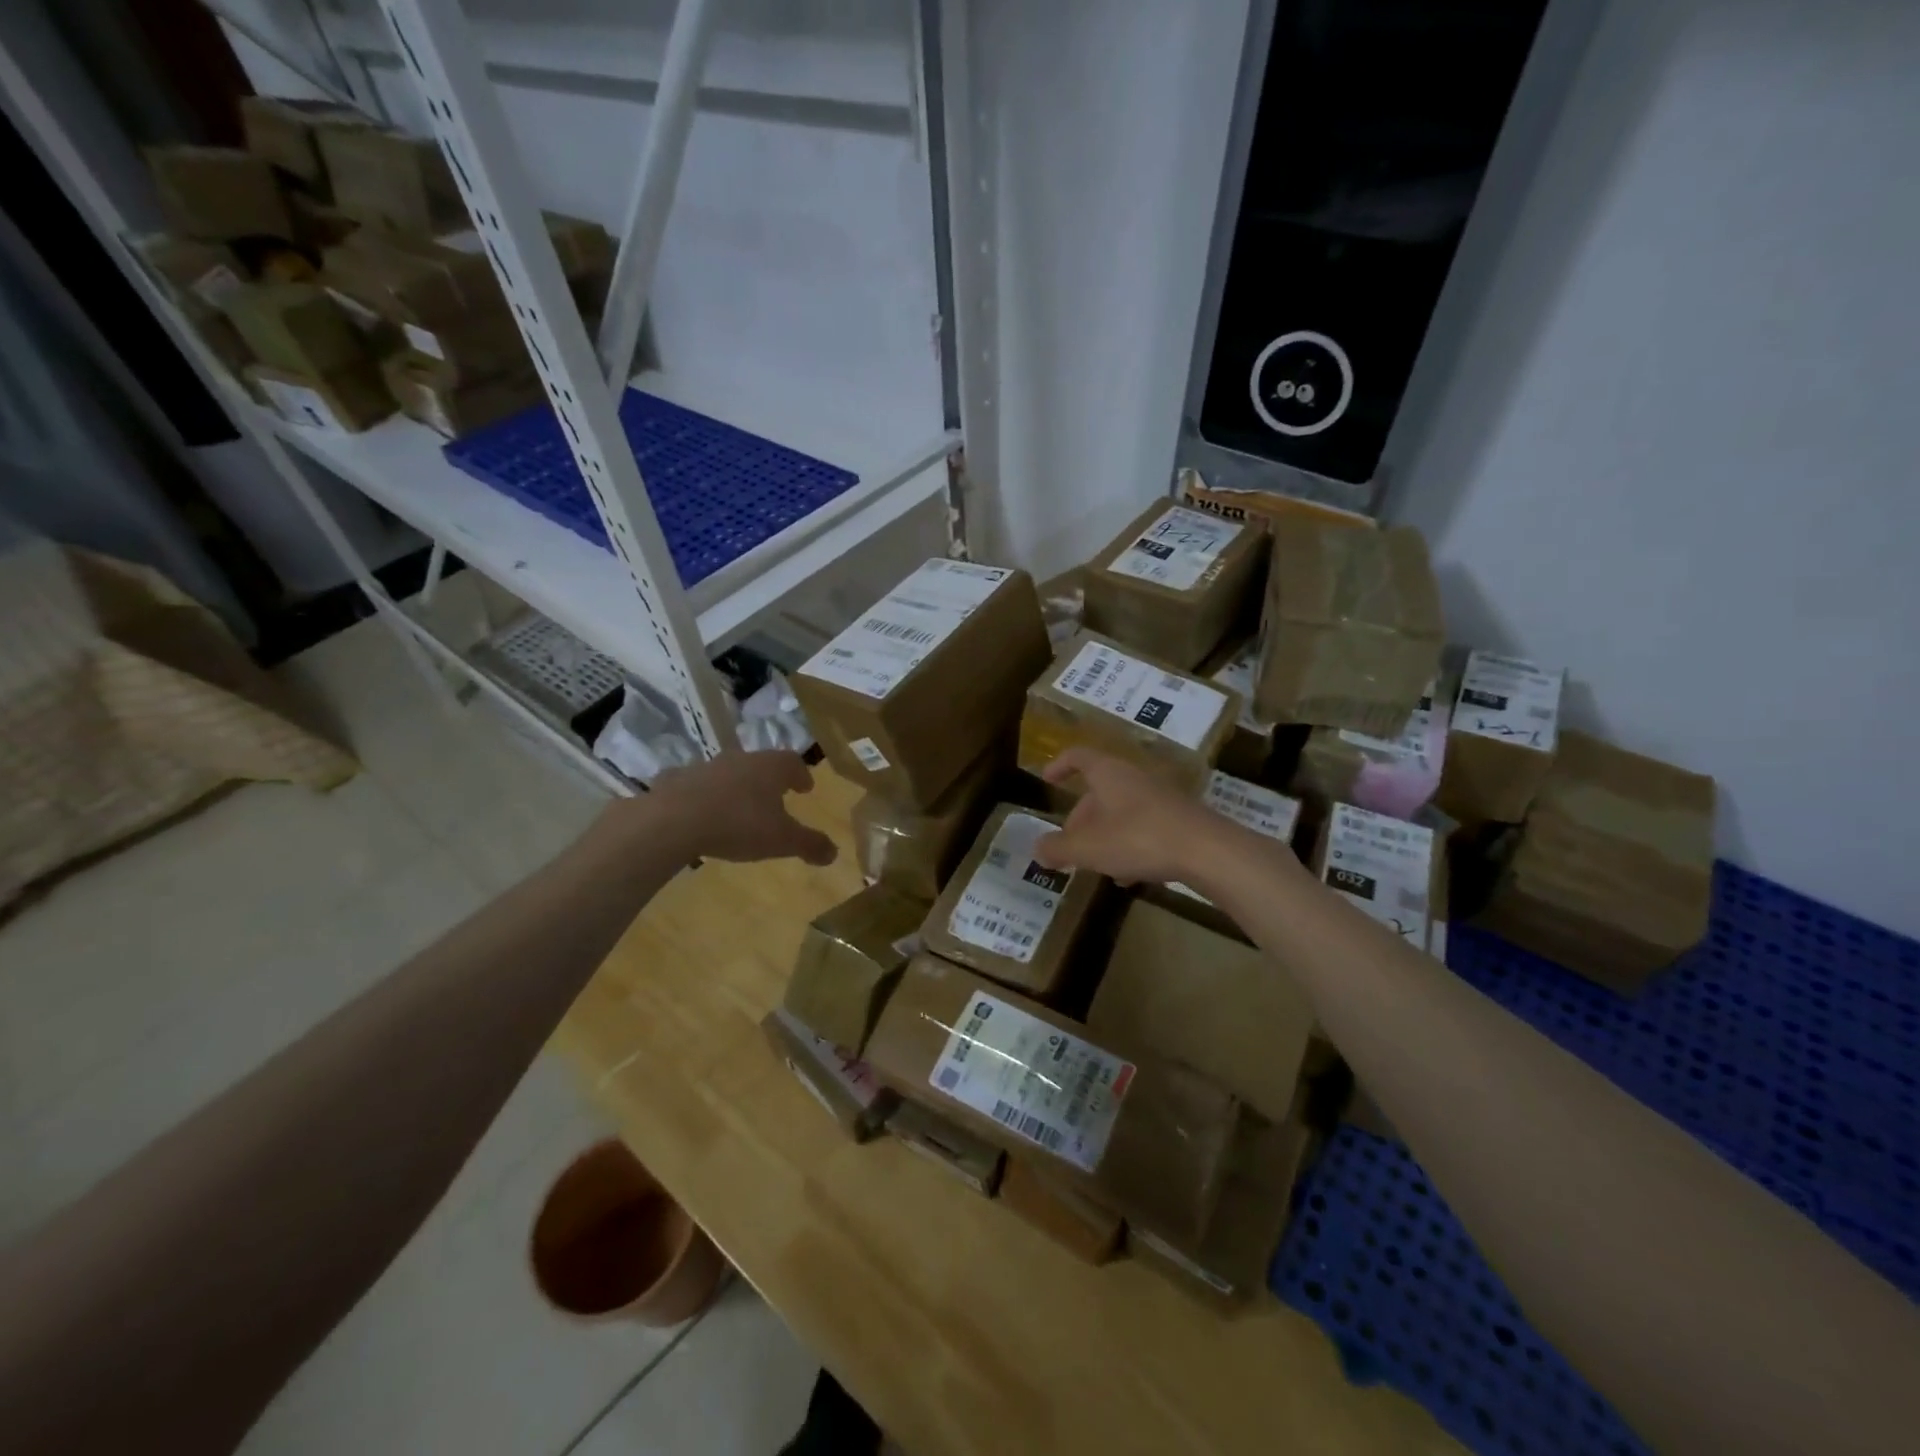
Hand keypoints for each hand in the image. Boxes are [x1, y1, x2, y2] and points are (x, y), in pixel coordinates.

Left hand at [648, 749, 837, 865]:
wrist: (675, 820)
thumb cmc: (739, 824)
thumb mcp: (782, 840)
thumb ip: (810, 844)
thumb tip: (834, 853)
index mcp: (770, 767)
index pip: (793, 763)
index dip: (801, 775)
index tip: (805, 788)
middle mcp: (741, 759)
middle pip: (761, 764)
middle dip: (769, 780)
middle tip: (775, 796)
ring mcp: (706, 766)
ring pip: (728, 772)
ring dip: (736, 786)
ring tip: (739, 807)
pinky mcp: (677, 780)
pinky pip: (695, 785)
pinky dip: (703, 796)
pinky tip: (700, 813)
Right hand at [1033, 748, 1222, 885]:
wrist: (1208, 850)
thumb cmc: (1139, 838)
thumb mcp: (1088, 848)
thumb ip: (1058, 848)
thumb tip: (1037, 849)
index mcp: (1109, 774)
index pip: (1079, 756)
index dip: (1060, 765)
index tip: (1047, 780)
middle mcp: (1134, 778)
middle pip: (1099, 791)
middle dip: (1080, 817)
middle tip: (1069, 843)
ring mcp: (1160, 797)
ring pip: (1121, 811)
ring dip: (1104, 834)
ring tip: (1095, 864)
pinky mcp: (1179, 819)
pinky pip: (1144, 827)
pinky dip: (1129, 845)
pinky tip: (1128, 875)